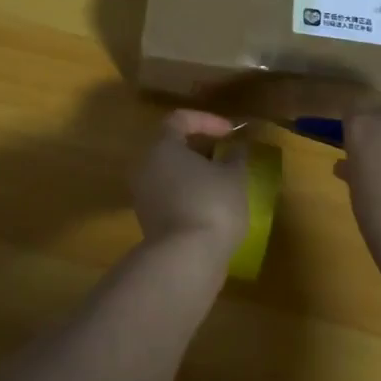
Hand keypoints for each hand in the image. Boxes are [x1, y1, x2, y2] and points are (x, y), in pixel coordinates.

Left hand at [133, 111, 249, 260]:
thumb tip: (236, 148)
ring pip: (171, 174)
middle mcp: (146, 166)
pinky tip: (213, 209)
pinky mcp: (149, 222)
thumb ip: (235, 156)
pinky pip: (170, 198)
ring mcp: (144, 196)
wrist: (185, 261)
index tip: (231, 132)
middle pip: (172, 147)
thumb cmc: (211, 205)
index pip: (180, 119)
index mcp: (163, 146)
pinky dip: (190, 196)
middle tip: (226, 157)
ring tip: (223, 184)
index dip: (207, 120)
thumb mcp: (234, 176)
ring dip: (196, 175)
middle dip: (201, 149)